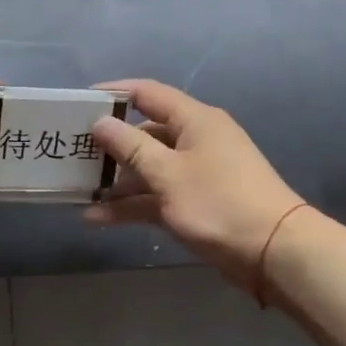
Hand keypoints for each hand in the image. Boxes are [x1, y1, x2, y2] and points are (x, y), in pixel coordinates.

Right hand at [86, 79, 303, 290]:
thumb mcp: (168, 173)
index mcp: (194, 120)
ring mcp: (196, 174)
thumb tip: (100, 122)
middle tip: (72, 155)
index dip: (112, 94)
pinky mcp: (195, 203)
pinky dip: (131, 205)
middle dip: (109, 146)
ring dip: (116, 182)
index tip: (79, 104)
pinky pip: (156, 196)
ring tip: (78, 192)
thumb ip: (130, 147)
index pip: (147, 94)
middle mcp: (195, 140)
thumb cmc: (218, 203)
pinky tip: (97, 219)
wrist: (273, 252)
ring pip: (148, 169)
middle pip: (144, 134)